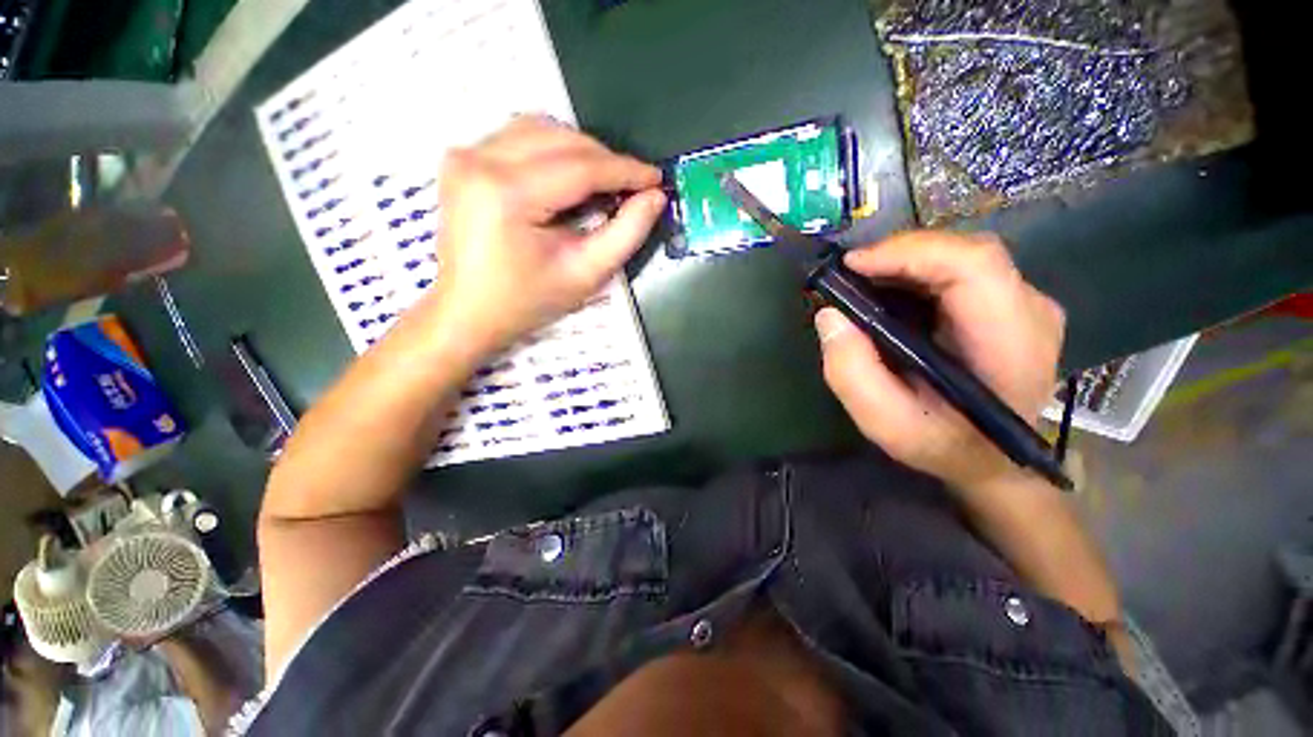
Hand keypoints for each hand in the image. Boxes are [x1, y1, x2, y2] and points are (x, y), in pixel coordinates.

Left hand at [427, 116, 665, 352]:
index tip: (656, 178)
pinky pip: (519, 137)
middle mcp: (479, 160)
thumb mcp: (585, 273)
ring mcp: (465, 154)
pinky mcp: (462, 159)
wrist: (467, 311)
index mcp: (507, 193)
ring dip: (580, 151)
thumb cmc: (527, 301)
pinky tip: (568, 177)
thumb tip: (654, 198)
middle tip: (633, 186)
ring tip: (603, 183)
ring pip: (541, 130)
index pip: (581, 167)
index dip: (625, 170)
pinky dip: (553, 151)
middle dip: (605, 160)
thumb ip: (625, 234)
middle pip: (561, 140)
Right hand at [814, 231, 1064, 489]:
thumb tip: (829, 315)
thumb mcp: (886, 423)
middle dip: (899, 255)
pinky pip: (961, 269)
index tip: (853, 266)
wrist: (991, 460)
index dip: (910, 252)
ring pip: (961, 255)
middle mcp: (1030, 310)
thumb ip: (851, 373)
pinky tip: (889, 292)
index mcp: (1010, 343)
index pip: (974, 265)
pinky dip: (918, 272)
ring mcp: (1025, 303)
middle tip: (850, 277)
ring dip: (905, 263)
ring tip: (863, 284)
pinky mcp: (1010, 303)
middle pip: (966, 252)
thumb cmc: (943, 446)